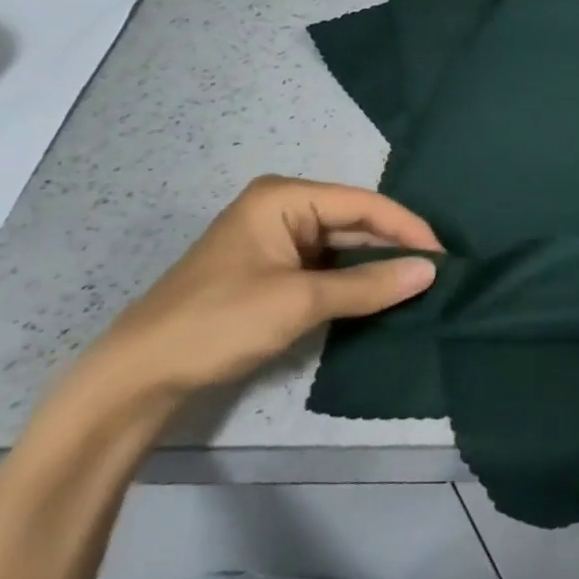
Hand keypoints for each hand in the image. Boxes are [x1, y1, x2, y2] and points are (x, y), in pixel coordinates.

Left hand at [72, 176, 441, 406]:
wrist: (134, 380)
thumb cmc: (218, 323)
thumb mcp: (300, 302)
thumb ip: (369, 284)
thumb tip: (431, 272)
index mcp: (284, 197)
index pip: (364, 204)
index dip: (408, 228)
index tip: (444, 257)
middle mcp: (283, 208)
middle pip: (355, 221)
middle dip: (395, 245)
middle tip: (438, 271)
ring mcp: (276, 240)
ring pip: (343, 246)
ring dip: (377, 265)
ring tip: (419, 282)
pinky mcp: (272, 271)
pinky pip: (327, 266)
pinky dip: (354, 280)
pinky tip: (381, 293)